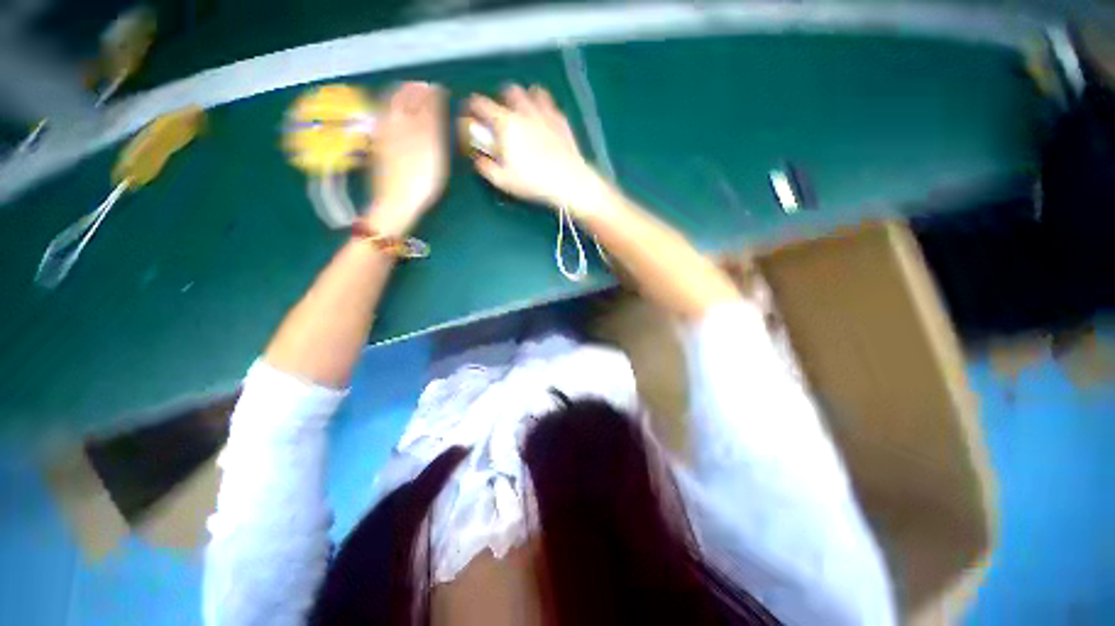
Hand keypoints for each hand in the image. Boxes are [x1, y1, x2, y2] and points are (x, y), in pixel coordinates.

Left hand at [366, 81, 447, 235]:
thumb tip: (434, 95)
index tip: (440, 89)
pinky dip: (391, 111)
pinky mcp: (378, 146)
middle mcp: (394, 124)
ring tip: (408, 95)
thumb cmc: (421, 180)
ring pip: (389, 107)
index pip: (421, 100)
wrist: (396, 201)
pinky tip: (395, 115)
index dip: (431, 93)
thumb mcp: (433, 150)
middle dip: (413, 90)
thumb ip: (433, 120)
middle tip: (423, 88)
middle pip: (402, 99)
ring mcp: (383, 135)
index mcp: (410, 124)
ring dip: (400, 97)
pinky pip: (384, 119)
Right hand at [463, 84, 602, 211]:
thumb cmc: (533, 182)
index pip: (481, 103)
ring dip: (524, 98)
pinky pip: (550, 104)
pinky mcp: (561, 120)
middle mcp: (524, 111)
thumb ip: (486, 167)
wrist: (568, 181)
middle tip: (501, 116)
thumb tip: (478, 159)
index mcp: (506, 123)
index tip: (471, 114)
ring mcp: (545, 113)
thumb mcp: (503, 180)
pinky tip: (543, 120)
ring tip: (523, 113)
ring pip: (532, 92)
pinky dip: (543, 107)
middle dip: (502, 99)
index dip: (472, 107)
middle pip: (509, 90)